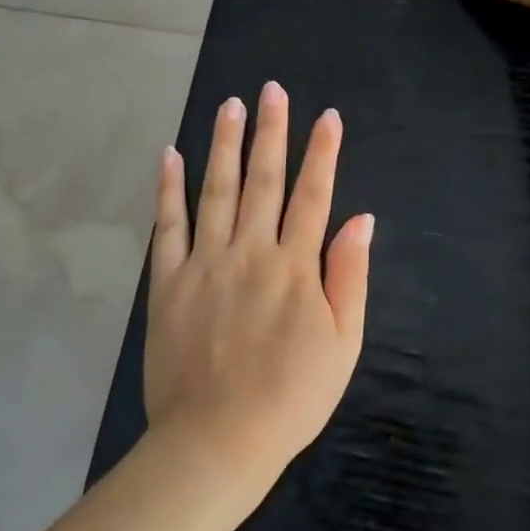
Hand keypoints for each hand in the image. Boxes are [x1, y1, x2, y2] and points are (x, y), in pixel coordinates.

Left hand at [144, 82, 373, 487]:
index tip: (327, 116)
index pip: (314, 195)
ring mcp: (205, 264)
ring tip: (229, 105)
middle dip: (271, 131)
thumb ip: (350, 276)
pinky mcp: (169, 283)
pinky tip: (170, 156)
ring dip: (224, 144)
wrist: (218, 440)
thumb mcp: (344, 344)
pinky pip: (168, 226)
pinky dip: (168, 190)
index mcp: (295, 266)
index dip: (322, 152)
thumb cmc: (292, 397)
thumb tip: (361, 219)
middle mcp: (250, 252)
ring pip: (216, 190)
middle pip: (264, 180)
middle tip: (270, 90)